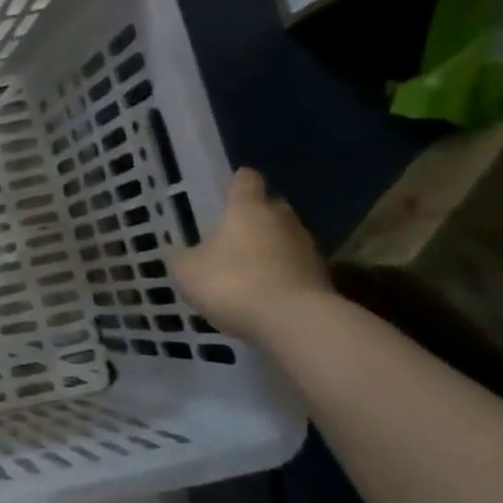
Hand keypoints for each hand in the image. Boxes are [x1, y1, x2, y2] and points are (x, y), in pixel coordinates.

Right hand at [172, 168, 331, 338]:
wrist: (293, 323)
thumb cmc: (232, 283)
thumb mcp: (187, 271)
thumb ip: (182, 257)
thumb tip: (180, 253)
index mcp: (248, 209)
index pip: (246, 180)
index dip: (237, 182)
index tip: (228, 190)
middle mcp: (281, 220)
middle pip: (272, 207)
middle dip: (257, 215)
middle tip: (234, 232)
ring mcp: (307, 249)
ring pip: (287, 238)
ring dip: (271, 247)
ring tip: (249, 266)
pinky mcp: (322, 278)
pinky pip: (296, 267)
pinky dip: (282, 274)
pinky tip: (265, 292)